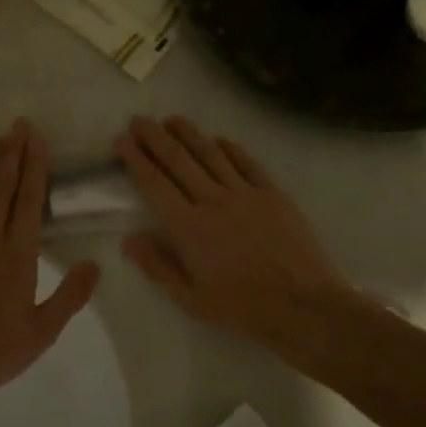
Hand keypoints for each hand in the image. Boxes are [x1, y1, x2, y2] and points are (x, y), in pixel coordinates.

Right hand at [116, 116, 358, 362]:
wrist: (304, 305)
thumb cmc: (242, 307)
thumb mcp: (191, 298)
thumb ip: (158, 266)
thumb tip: (130, 239)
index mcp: (188, 227)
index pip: (154, 184)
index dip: (136, 159)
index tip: (122, 140)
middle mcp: (213, 201)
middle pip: (178, 160)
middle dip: (155, 137)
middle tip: (139, 120)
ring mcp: (246, 193)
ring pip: (210, 154)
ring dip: (188, 134)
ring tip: (172, 119)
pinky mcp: (273, 194)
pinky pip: (247, 163)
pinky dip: (230, 148)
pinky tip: (219, 140)